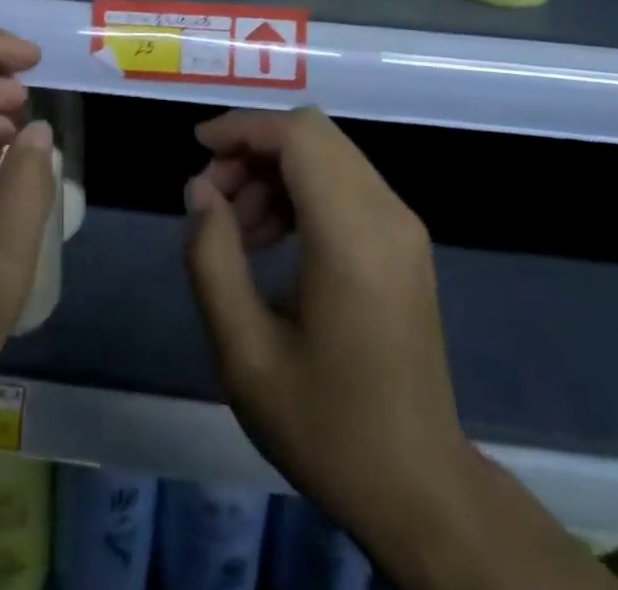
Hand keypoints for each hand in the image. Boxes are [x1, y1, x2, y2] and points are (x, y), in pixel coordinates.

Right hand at [183, 107, 468, 570]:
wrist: (420, 490)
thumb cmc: (327, 426)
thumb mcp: (245, 354)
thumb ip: (212, 259)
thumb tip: (199, 189)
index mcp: (353, 238)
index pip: (298, 136)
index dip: (243, 128)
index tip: (197, 149)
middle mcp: (387, 215)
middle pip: (313, 133)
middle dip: (254, 148)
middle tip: (213, 197)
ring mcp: (403, 227)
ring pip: (328, 153)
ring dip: (274, 169)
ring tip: (237, 228)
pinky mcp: (404, 242)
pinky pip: (345, 182)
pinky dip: (301, 188)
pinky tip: (271, 239)